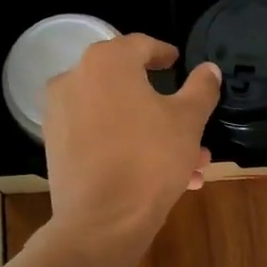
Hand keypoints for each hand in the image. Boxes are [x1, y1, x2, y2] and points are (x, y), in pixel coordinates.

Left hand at [44, 34, 219, 250]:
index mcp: (106, 62)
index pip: (141, 45)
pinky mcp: (56, 148)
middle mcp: (74, 79)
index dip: (164, 54)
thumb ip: (201, 89)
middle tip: (193, 128)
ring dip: (153, 136)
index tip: (178, 63)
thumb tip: (209, 69)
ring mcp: (60, 115)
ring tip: (189, 165)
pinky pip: (100, 138)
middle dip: (166, 110)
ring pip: (118, 118)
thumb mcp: (188, 121)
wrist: (102, 220)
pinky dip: (127, 148)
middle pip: (129, 87)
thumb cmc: (150, 159)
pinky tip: (158, 176)